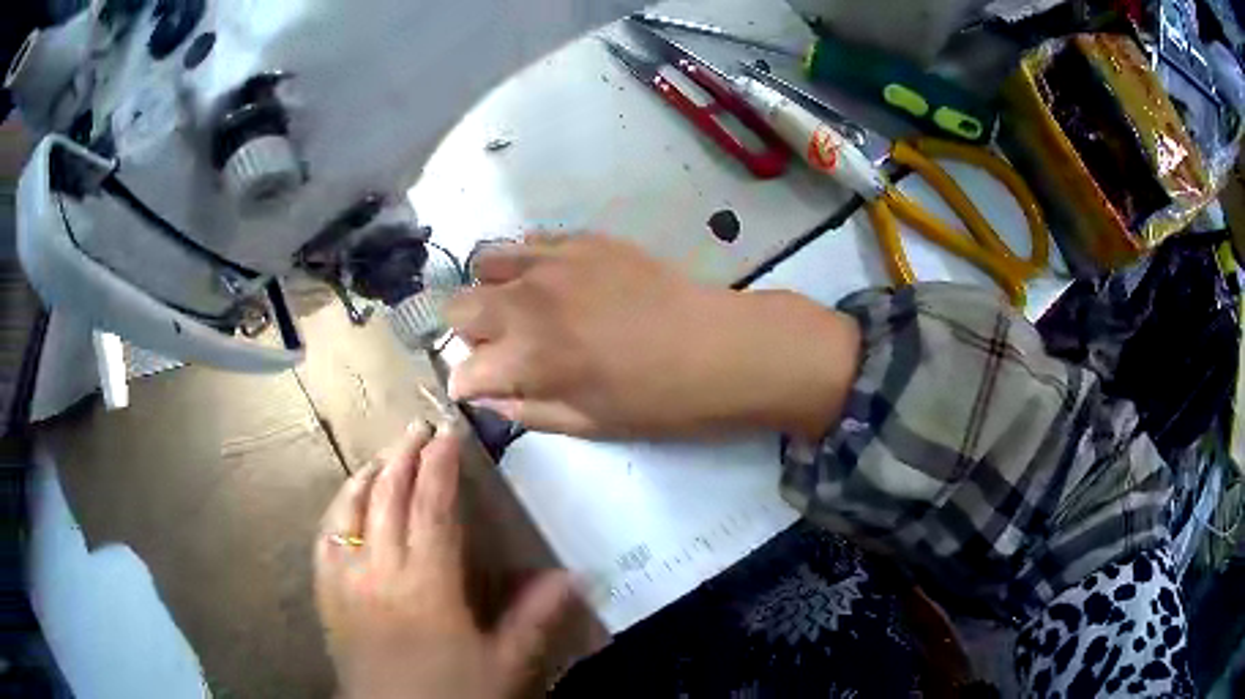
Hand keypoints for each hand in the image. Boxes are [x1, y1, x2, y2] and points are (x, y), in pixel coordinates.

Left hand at [314, 423, 578, 698]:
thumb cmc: (454, 697)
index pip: (431, 508)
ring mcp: (346, 583)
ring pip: (349, 512)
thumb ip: (536, 620)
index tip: (448, 433)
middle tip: (417, 428)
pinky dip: (335, 514)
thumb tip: (572, 577)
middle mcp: (379, 572)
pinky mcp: (328, 599)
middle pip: (386, 498)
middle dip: (402, 457)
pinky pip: (324, 543)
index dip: (440, 466)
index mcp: (427, 585)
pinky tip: (344, 507)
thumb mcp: (506, 667)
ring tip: (382, 457)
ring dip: (366, 477)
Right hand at [446, 234, 859, 439]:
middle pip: (457, 307)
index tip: (482, 389)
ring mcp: (553, 263)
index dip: (468, 385)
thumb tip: (490, 398)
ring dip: (491, 289)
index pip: (463, 370)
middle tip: (501, 348)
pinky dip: (527, 263)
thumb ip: (528, 412)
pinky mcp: (582, 240)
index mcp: (527, 358)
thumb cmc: (658, 400)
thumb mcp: (589, 424)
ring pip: (486, 262)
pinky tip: (552, 280)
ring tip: (521, 307)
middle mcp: (526, 302)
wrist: (718, 346)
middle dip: (467, 332)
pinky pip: (531, 241)